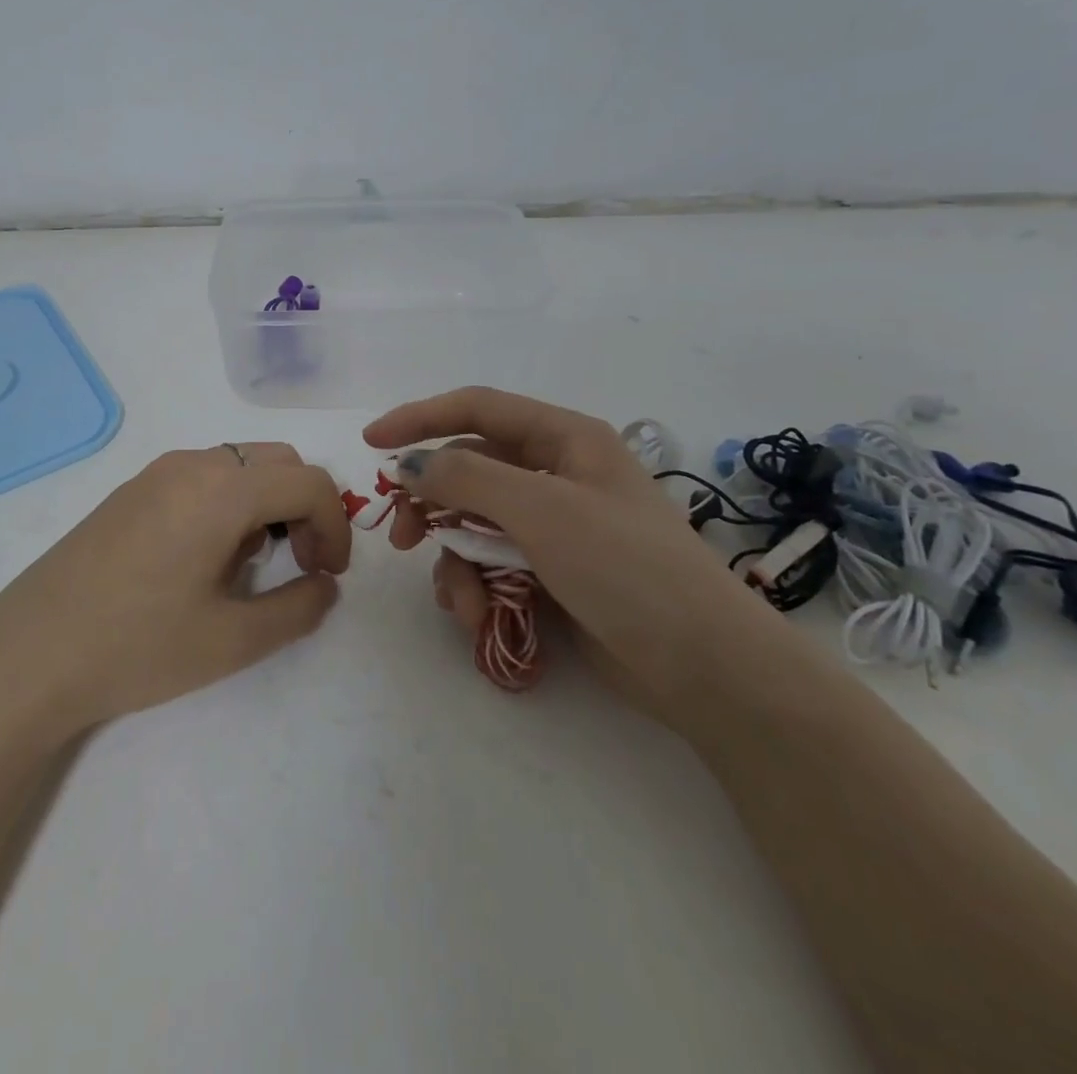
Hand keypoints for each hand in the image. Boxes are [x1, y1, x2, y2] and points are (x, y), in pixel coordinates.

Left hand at [0, 443, 348, 735]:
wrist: (28, 654)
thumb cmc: (136, 647)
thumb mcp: (231, 640)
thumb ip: (298, 609)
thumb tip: (325, 586)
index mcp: (222, 490)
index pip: (309, 482)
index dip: (336, 525)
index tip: (329, 575)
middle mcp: (192, 464)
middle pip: (278, 461)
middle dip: (305, 507)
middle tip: (301, 564)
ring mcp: (157, 473)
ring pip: (240, 464)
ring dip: (267, 502)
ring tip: (251, 564)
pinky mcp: (132, 490)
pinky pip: (203, 475)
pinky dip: (230, 501)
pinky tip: (206, 557)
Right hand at [364, 387, 786, 725]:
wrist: (704, 667)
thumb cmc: (626, 568)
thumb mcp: (542, 510)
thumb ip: (467, 477)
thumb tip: (409, 465)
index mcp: (565, 439)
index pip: (477, 409)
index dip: (419, 418)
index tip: (371, 443)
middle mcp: (556, 474)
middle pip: (469, 471)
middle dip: (432, 504)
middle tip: (399, 536)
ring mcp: (554, 526)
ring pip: (474, 525)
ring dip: (456, 562)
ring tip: (462, 602)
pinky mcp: (551, 572)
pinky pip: (492, 565)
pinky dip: (478, 589)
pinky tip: (481, 619)